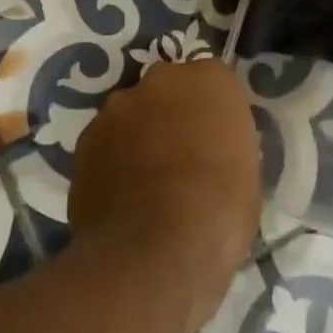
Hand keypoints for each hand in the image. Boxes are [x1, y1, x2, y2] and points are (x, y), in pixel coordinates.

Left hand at [69, 59, 260, 332]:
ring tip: (146, 181)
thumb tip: (212, 147)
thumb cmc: (219, 213)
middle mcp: (160, 79)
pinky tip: (121, 195)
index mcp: (209, 80)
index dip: (214, 111)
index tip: (217, 138)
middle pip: (168, 89)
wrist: (154, 253)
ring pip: (132, 113)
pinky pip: (105, 142)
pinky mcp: (85, 138)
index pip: (214, 80)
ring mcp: (116, 107)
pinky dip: (113, 159)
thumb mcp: (247, 173)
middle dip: (173, 114)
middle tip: (182, 155)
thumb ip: (225, 141)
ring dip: (139, 134)